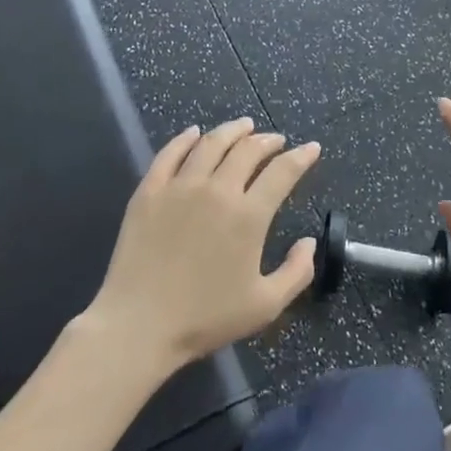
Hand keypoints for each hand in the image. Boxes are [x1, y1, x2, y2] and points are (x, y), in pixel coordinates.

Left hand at [85, 118, 321, 375]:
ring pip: (211, 144)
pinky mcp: (149, 191)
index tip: (311, 148)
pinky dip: (185, 138)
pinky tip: (194, 133)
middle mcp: (217, 190)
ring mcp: (180, 186)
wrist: (139, 325)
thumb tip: (310, 242)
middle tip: (276, 140)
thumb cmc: (205, 319)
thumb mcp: (265, 306)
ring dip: (232, 130)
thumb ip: (296, 272)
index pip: (282, 172)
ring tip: (244, 126)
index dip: (301, 157)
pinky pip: (170, 153)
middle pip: (247, 150)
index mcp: (248, 216)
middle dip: (268, 140)